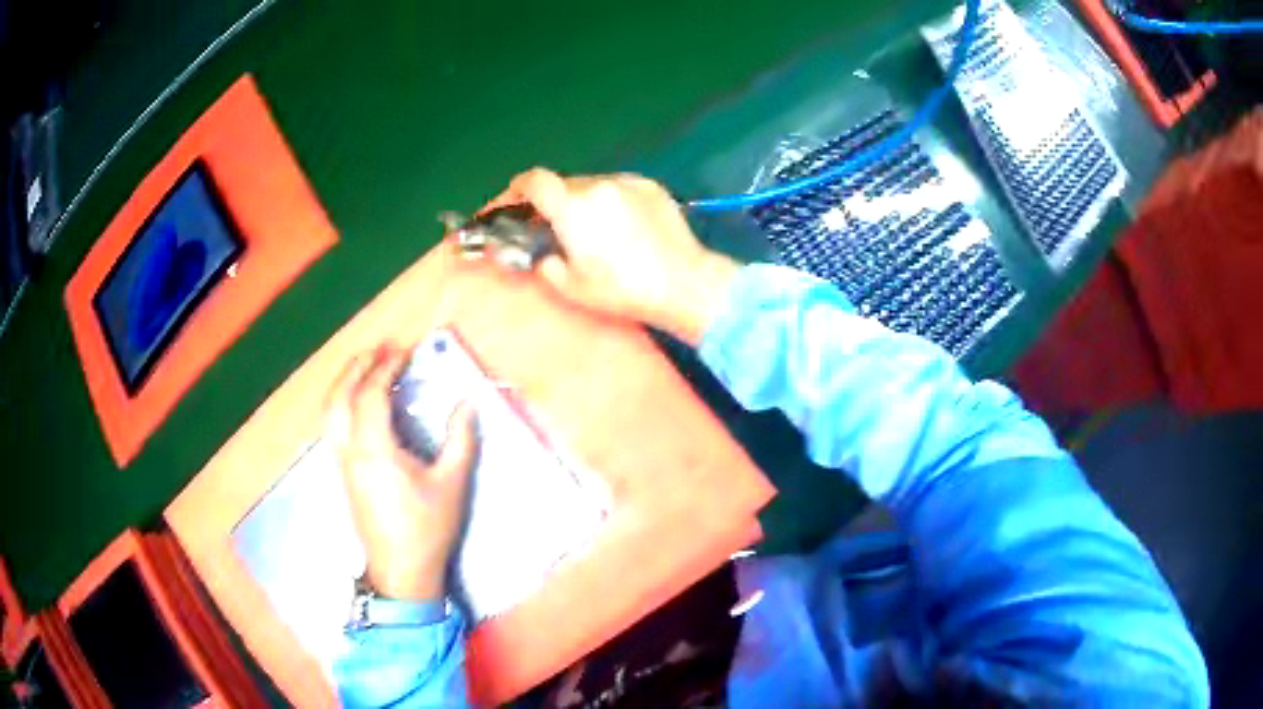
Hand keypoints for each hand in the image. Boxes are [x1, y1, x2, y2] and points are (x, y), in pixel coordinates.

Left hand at [325, 344, 477, 600]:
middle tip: (378, 348)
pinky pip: (333, 425)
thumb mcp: (451, 483)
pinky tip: (358, 403)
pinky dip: (341, 401)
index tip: (404, 351)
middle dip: (356, 366)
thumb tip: (467, 402)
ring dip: (344, 382)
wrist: (401, 570)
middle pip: (340, 396)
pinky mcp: (344, 473)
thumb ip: (460, 439)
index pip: (371, 395)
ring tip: (365, 367)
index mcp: (374, 449)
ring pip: (330, 411)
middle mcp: (350, 450)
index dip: (386, 367)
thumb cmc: (427, 528)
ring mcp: (342, 462)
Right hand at [487, 168, 739, 343]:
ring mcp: (627, 182)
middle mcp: (598, 185)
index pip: (533, 181)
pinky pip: (618, 188)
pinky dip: (609, 201)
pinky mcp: (650, 186)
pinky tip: (621, 226)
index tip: (510, 203)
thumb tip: (539, 253)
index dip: (515, 190)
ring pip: (591, 185)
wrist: (684, 283)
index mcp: (572, 207)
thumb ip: (543, 264)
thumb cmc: (624, 290)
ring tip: (592, 231)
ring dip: (582, 201)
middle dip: (551, 202)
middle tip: (553, 227)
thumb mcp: (571, 287)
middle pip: (562, 184)